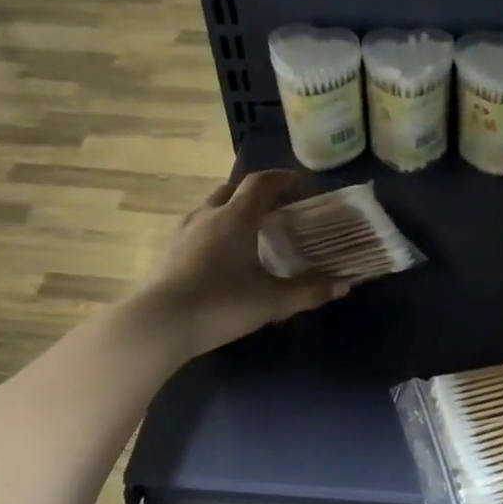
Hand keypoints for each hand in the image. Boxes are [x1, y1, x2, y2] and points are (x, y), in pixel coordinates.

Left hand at [129, 170, 347, 358]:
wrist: (158, 324)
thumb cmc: (220, 305)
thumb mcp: (271, 302)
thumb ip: (308, 291)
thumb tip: (344, 285)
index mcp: (235, 218)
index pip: (260, 184)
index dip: (282, 179)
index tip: (300, 183)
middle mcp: (207, 215)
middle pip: (231, 190)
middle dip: (255, 193)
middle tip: (275, 208)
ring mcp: (182, 232)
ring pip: (210, 208)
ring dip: (231, 211)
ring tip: (248, 232)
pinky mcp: (166, 251)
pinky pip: (195, 229)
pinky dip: (213, 231)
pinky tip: (219, 256)